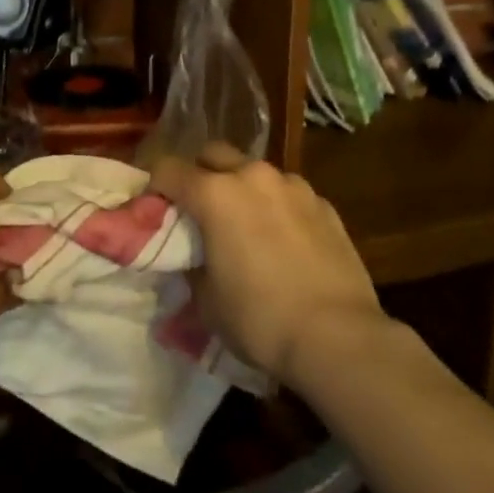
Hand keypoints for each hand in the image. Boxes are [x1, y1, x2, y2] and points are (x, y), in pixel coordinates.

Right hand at [150, 146, 382, 390]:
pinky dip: (277, 207)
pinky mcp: (324, 204)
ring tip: (246, 226)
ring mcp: (293, 186)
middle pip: (213, 154)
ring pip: (255, 172)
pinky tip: (284, 241)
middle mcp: (253, 176)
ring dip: (242, 188)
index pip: (167, 169)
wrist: (338, 338)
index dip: (155, 186)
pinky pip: (288, 194)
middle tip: (199, 210)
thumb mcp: (207, 300)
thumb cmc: (260, 319)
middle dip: (200, 174)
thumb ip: (193, 264)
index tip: (154, 209)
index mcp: (215, 194)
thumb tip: (194, 256)